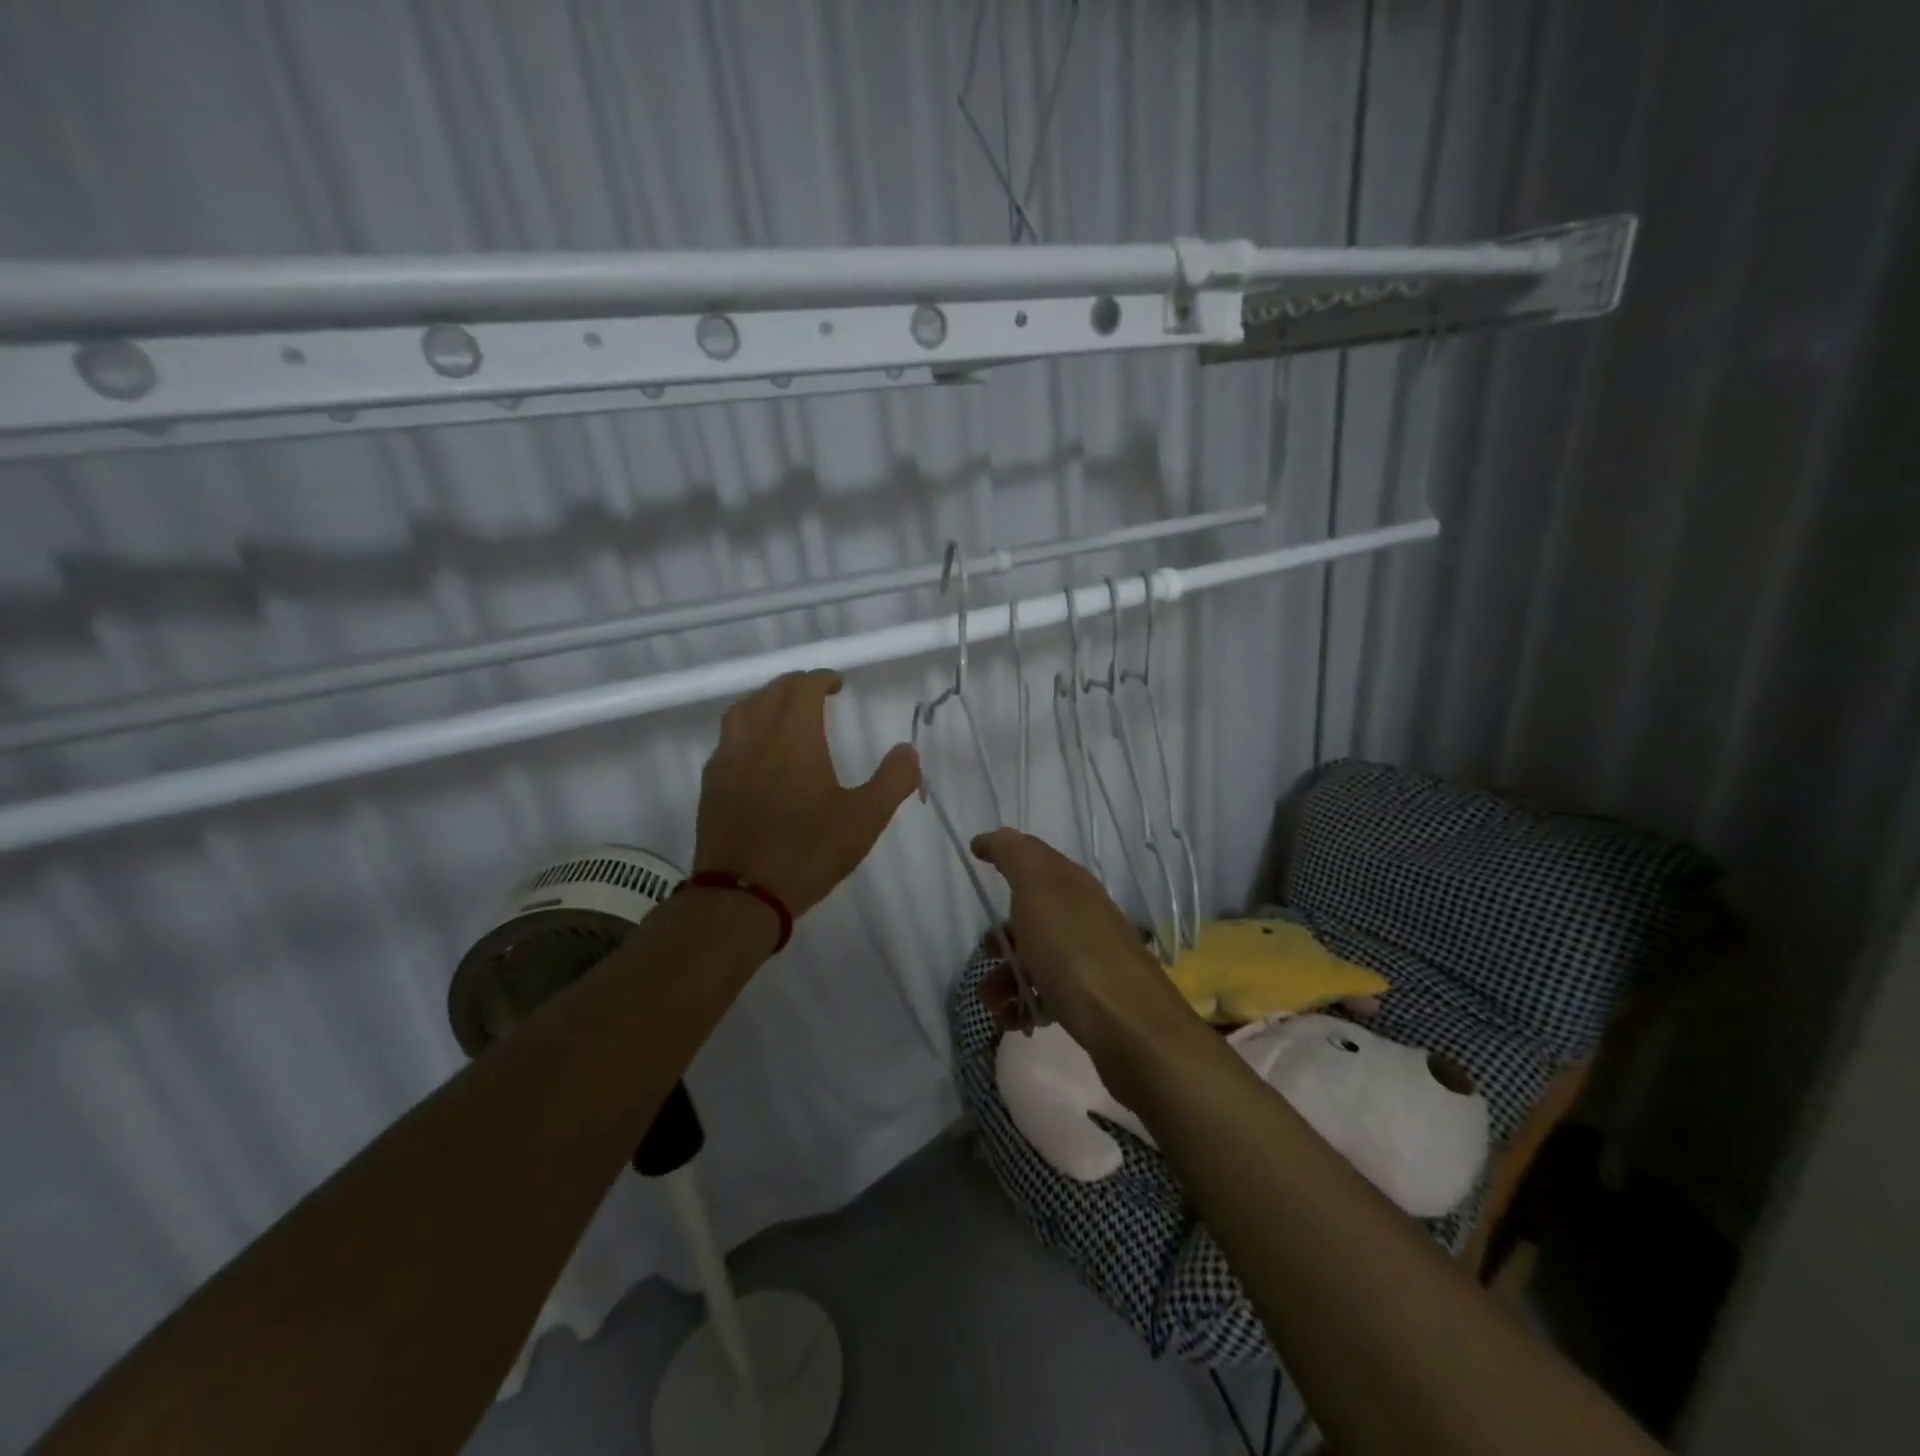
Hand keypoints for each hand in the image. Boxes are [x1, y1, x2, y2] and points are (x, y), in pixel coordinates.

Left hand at [694, 670, 919, 918]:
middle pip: (772, 692)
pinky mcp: (711, 783)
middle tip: (816, 695)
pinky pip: (727, 738)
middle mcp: (757, 737)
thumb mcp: (865, 819)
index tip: (838, 684)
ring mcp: (727, 759)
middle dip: (796, 685)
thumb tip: (908, 751)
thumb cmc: (808, 851)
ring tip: (784, 713)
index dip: (822, 679)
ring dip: (767, 701)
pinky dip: (746, 728)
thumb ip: (893, 780)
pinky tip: (756, 751)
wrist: (743, 894)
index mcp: (795, 737)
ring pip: (743, 710)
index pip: (803, 688)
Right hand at [969, 828, 1202, 1090]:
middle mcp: (1084, 916)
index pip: (1035, 859)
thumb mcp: (1038, 888)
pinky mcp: (1092, 999)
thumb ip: (1014, 856)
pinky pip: (1049, 993)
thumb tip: (992, 837)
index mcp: (1072, 885)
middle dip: (1001, 936)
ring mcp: (1090, 958)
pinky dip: (1025, 1004)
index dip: (1005, 855)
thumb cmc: (1073, 950)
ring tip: (993, 1003)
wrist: (1129, 1026)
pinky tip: (1015, 1020)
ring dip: (1006, 978)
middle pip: (1032, 915)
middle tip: (985, 955)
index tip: (976, 856)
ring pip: (1037, 958)